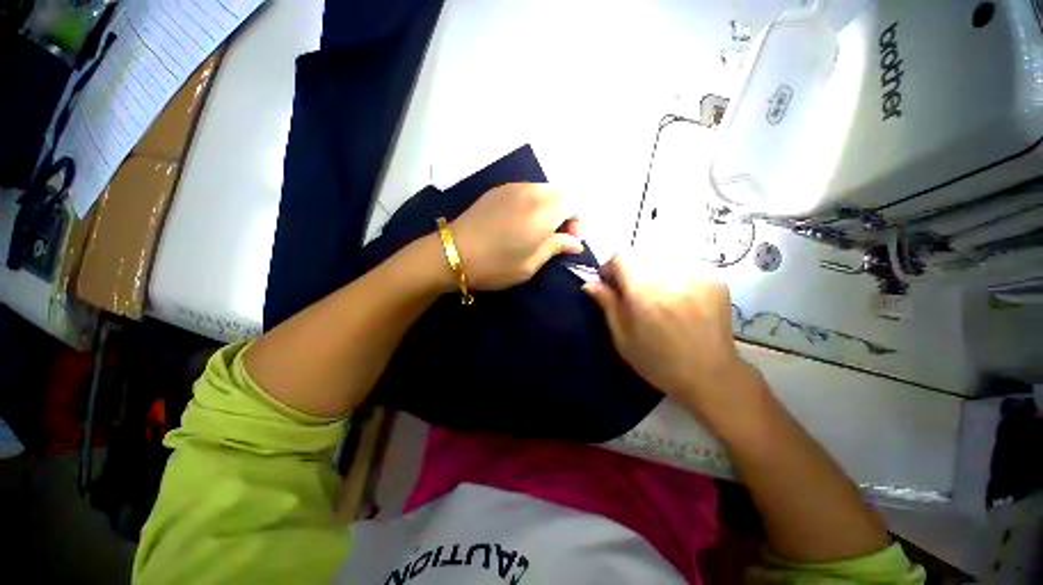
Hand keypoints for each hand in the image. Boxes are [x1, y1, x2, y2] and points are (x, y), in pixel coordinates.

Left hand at [451, 183, 582, 289]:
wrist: (452, 254)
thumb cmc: (495, 265)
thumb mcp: (531, 264)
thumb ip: (556, 247)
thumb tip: (575, 242)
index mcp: (543, 210)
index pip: (576, 202)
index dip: (578, 221)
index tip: (568, 240)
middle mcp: (531, 191)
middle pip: (562, 193)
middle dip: (566, 213)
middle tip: (555, 236)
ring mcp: (513, 187)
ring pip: (544, 190)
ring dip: (549, 207)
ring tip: (537, 230)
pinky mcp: (498, 190)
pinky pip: (527, 190)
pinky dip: (533, 203)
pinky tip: (520, 222)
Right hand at [584, 255, 761, 428]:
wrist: (711, 376)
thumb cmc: (659, 362)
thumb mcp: (623, 338)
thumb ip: (607, 305)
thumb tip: (590, 283)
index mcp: (646, 295)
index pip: (622, 257)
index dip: (611, 267)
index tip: (610, 283)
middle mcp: (672, 279)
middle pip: (642, 254)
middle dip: (631, 268)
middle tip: (632, 292)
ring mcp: (698, 276)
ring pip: (662, 257)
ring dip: (651, 270)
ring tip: (656, 295)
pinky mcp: (715, 279)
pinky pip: (683, 265)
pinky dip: (672, 274)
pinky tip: (677, 297)